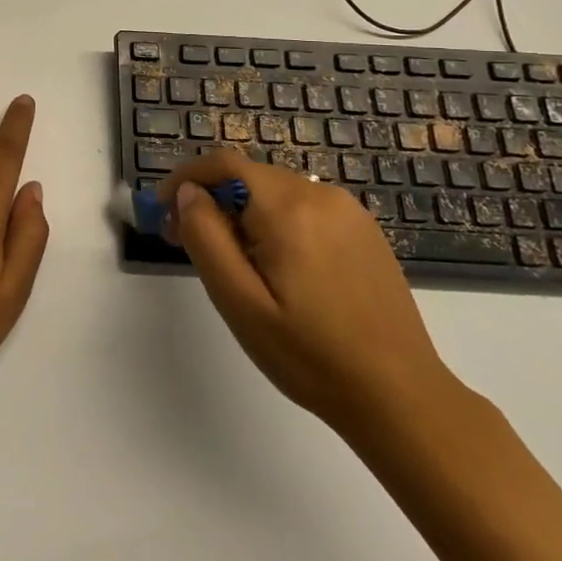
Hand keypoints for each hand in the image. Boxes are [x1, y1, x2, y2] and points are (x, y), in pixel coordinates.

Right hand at [159, 149, 457, 435]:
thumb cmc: (309, 355)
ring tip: (231, 262)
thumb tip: (188, 193)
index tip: (161, 210)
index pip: (223, 164)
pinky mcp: (364, 231)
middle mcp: (320, 195)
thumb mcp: (239, 301)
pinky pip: (304, 209)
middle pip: (249, 176)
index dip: (185, 177)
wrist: (400, 396)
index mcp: (288, 208)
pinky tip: (276, 267)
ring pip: (275, 192)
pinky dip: (275, 222)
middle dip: (211, 200)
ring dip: (242, 212)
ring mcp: (348, 212)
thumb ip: (206, 237)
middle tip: (186, 243)